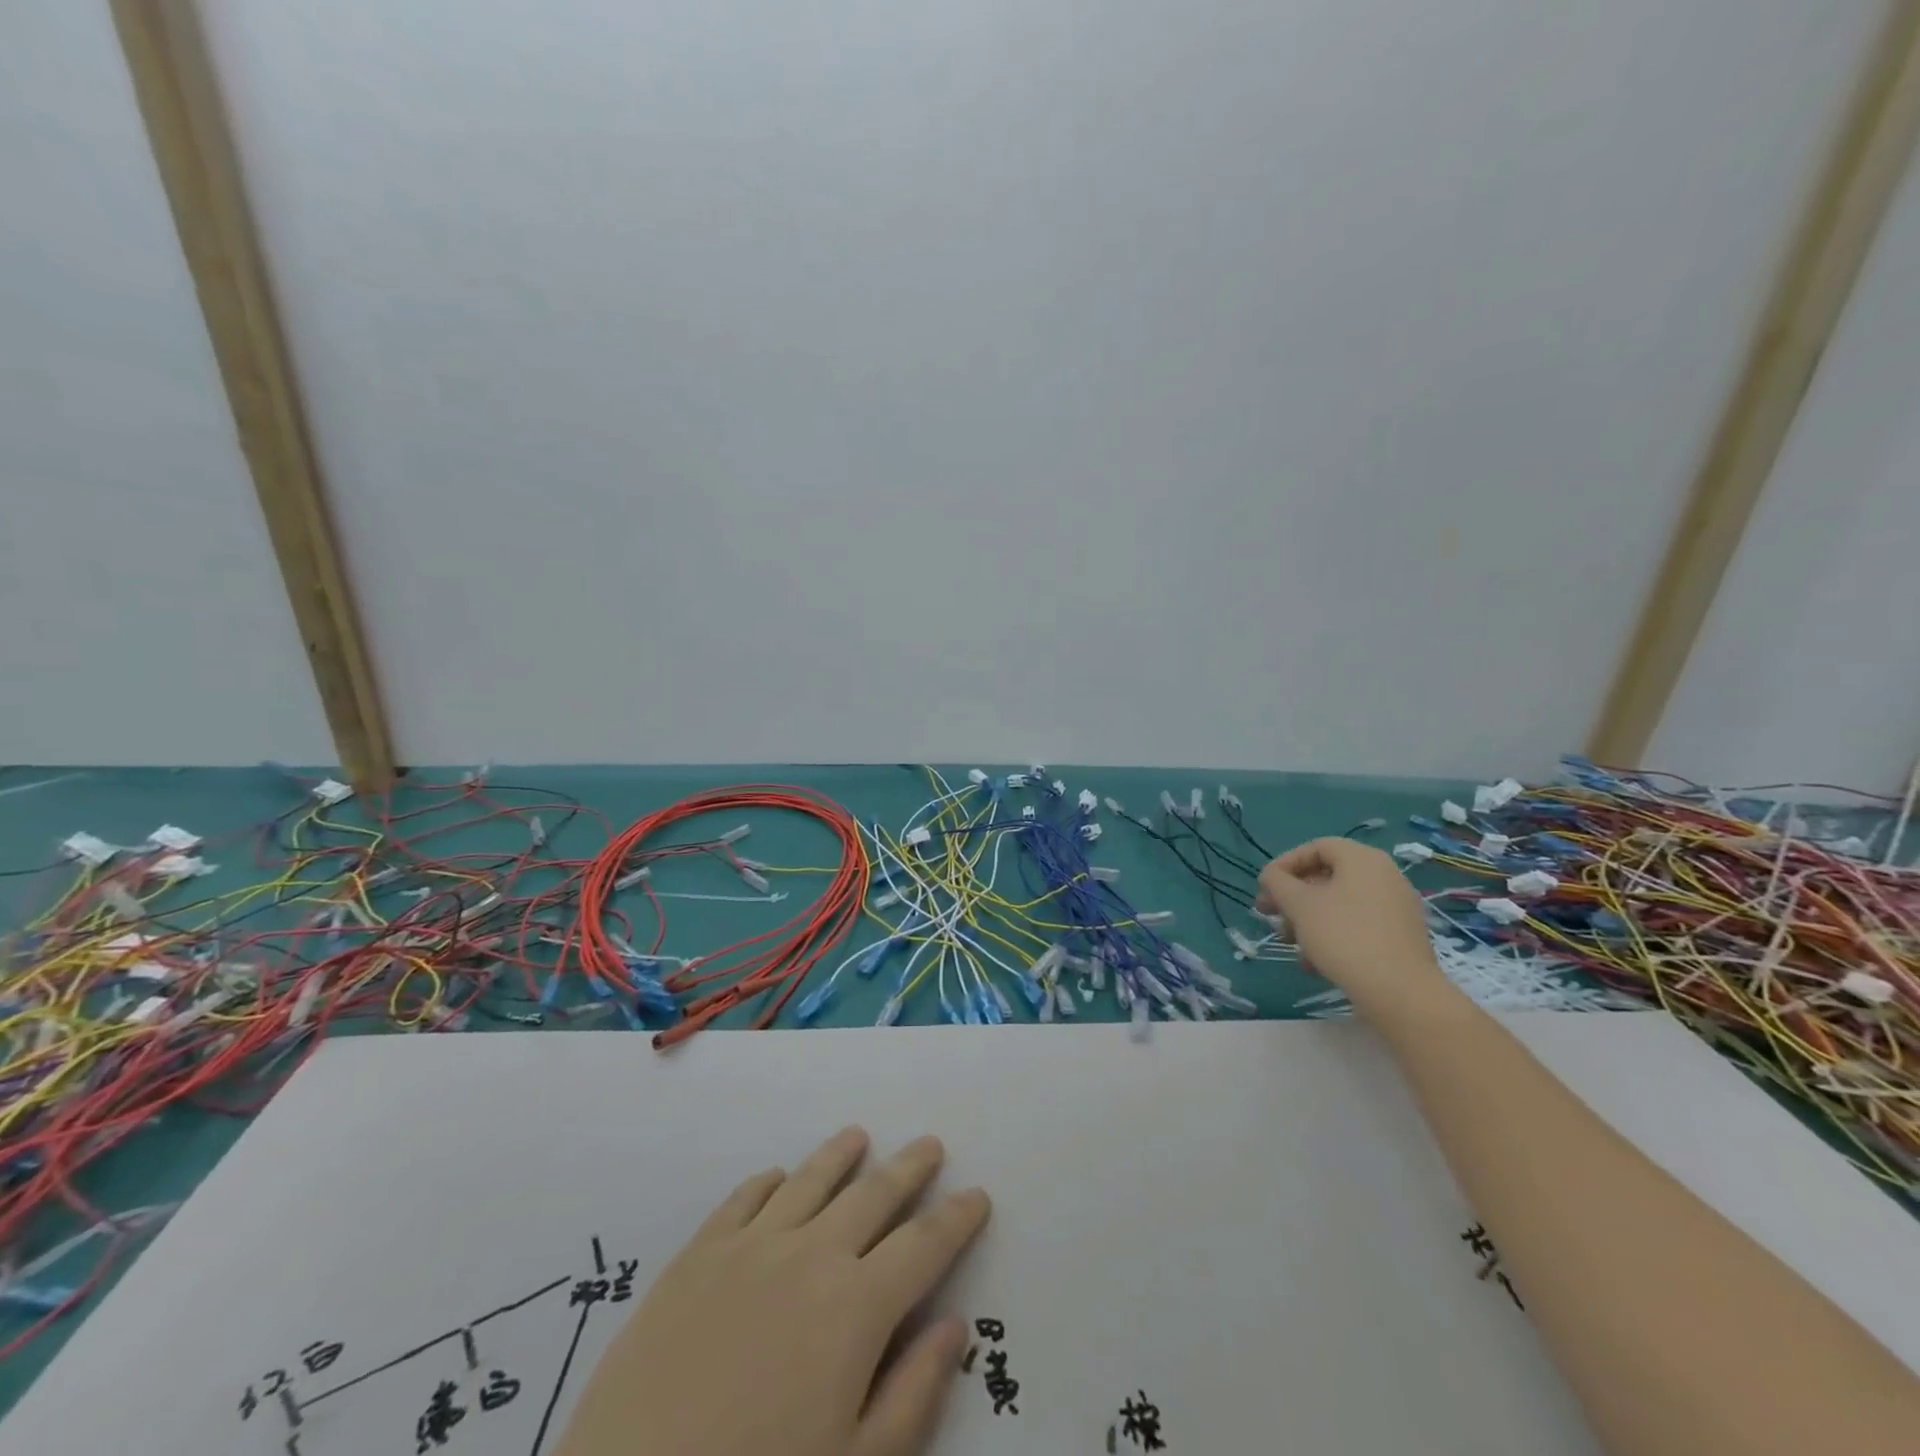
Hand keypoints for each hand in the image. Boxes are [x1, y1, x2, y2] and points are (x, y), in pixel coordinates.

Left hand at [555, 1127, 989, 1455]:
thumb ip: (912, 1394)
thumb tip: (954, 1325)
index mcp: (856, 1308)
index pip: (924, 1245)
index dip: (956, 1219)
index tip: (977, 1195)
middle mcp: (810, 1255)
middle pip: (873, 1195)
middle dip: (909, 1168)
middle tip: (930, 1145)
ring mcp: (750, 1247)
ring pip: (810, 1180)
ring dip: (840, 1154)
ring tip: (859, 1135)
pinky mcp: (697, 1255)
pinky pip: (744, 1198)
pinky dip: (769, 1181)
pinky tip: (778, 1177)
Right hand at [1255, 838, 1446, 1013]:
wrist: (1400, 992)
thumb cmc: (1343, 936)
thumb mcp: (1299, 904)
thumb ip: (1277, 882)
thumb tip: (1271, 876)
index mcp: (1362, 859)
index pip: (1315, 847)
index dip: (1284, 864)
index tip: (1265, 887)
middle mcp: (1384, 876)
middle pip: (1326, 877)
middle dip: (1293, 897)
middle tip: (1270, 916)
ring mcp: (1396, 907)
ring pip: (1339, 904)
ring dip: (1308, 919)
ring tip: (1291, 944)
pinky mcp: (1400, 936)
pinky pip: (1358, 925)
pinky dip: (1332, 935)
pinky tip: (1314, 963)